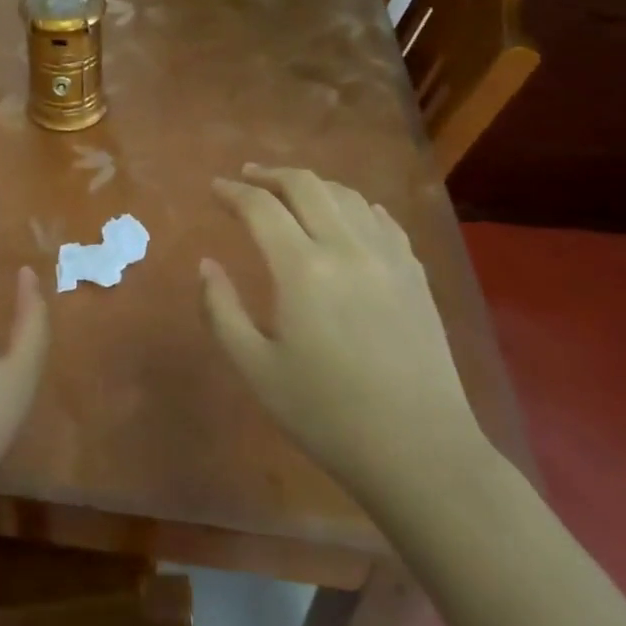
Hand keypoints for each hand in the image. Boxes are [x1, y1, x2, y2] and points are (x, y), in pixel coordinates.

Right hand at [200, 165, 486, 509]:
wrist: (419, 451)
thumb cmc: (326, 414)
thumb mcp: (256, 368)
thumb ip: (221, 310)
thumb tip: (207, 264)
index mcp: (303, 269)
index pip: (260, 207)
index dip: (232, 191)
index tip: (214, 188)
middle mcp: (347, 248)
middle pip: (306, 185)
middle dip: (270, 174)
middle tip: (247, 177)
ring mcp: (388, 257)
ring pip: (346, 195)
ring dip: (312, 185)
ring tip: (289, 193)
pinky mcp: (415, 274)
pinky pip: (381, 219)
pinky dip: (354, 206)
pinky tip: (346, 216)